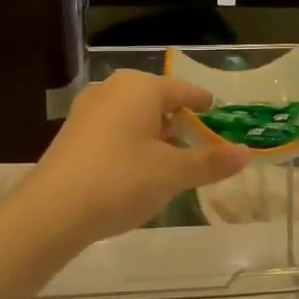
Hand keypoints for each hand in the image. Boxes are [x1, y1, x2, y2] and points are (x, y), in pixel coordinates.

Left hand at [14, 70, 249, 248]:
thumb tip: (245, 153)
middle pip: (156, 100)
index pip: (183, 90)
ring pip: (132, 115)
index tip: (216, 111)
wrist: (52, 210)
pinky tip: (135, 170)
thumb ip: (210, 161)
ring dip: (153, 133)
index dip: (203, 103)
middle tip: (196, 142)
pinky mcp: (71, 133)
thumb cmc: (122, 181)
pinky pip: (112, 129)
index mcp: (141, 87)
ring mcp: (87, 109)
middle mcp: (113, 89)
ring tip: (169, 160)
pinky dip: (130, 143)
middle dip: (177, 120)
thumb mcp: (173, 173)